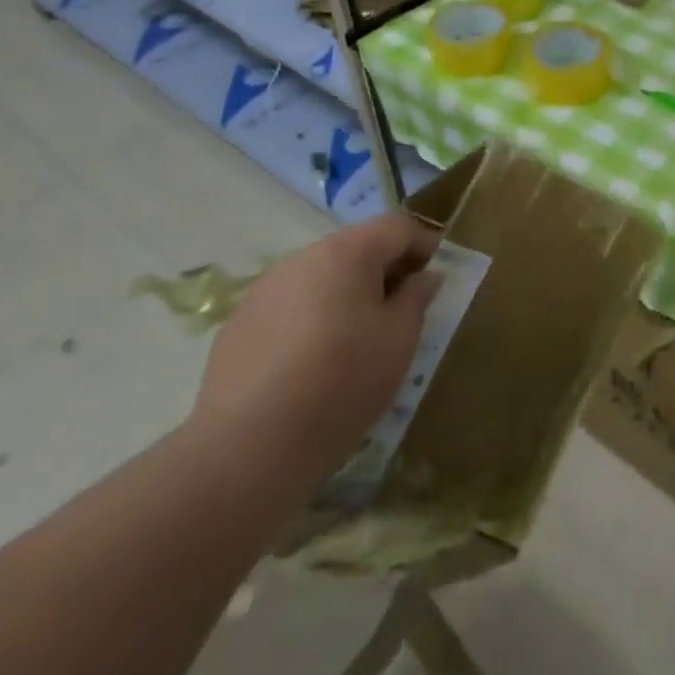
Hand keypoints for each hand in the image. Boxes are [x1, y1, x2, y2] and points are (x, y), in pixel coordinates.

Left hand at [185, 216, 441, 504]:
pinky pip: (290, 306)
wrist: (249, 447)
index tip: (435, 273)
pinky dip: (312, 317)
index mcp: (347, 252)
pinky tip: (315, 360)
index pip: (396, 227)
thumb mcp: (400, 339)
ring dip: (346, 292)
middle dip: (384, 268)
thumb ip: (416, 297)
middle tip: (402, 306)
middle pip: (355, 247)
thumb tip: (423, 276)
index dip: (423, 243)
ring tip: (358, 336)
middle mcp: (302, 258)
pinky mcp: (239, 325)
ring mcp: (264, 290)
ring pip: (320, 277)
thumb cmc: (342, 381)